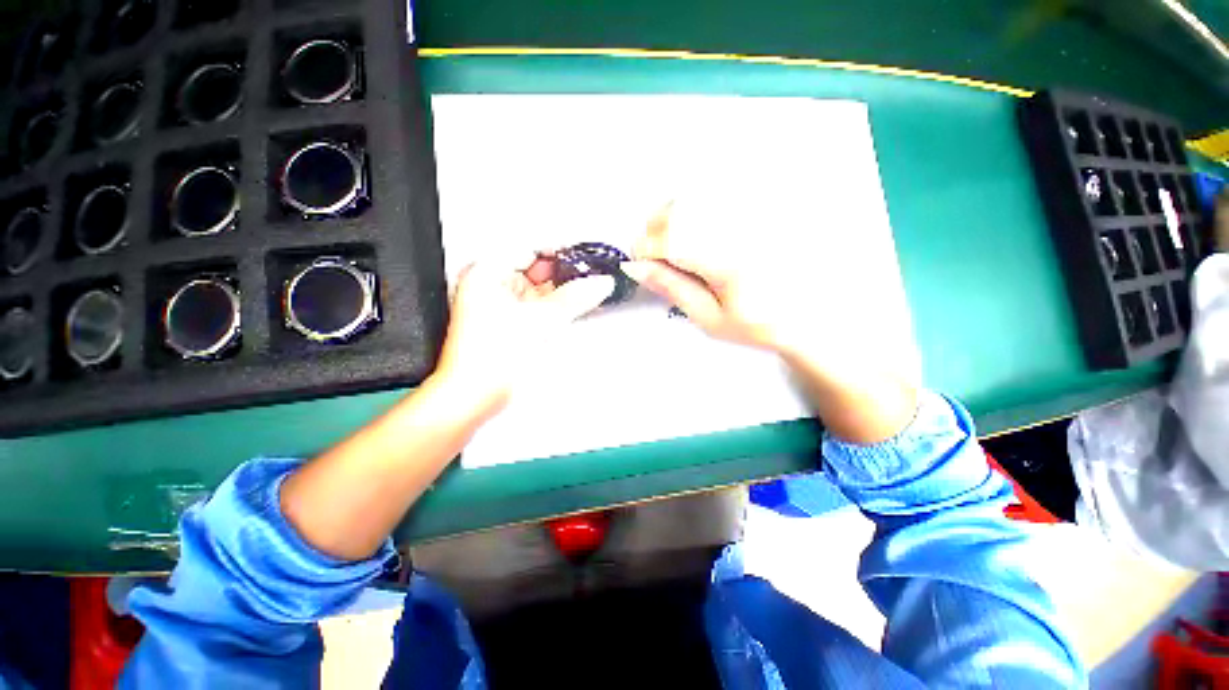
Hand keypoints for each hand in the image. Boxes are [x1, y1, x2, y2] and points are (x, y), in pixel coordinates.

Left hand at [432, 252, 614, 418]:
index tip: (585, 258)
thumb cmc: (488, 358)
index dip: (561, 252)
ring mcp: (500, 304)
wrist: (476, 394)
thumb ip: (575, 297)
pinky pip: (539, 306)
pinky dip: (557, 306)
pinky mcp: (511, 322)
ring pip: (540, 289)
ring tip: (589, 291)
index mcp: (487, 273)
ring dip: (564, 291)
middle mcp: (491, 285)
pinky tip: (575, 306)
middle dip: (565, 274)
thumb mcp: (541, 320)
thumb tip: (600, 282)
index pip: (530, 248)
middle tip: (592, 276)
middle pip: (537, 268)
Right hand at [624, 195, 918, 443]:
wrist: (817, 314)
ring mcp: (758, 210)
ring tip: (675, 242)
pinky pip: (720, 190)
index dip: (644, 247)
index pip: (671, 239)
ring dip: (673, 215)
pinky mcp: (766, 203)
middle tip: (654, 253)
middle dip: (654, 228)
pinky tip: (699, 227)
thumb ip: (672, 288)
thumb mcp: (710, 318)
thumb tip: (635, 267)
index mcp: (730, 262)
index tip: (638, 262)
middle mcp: (745, 226)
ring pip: (697, 194)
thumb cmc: (759, 324)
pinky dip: (697, 207)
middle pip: (681, 207)